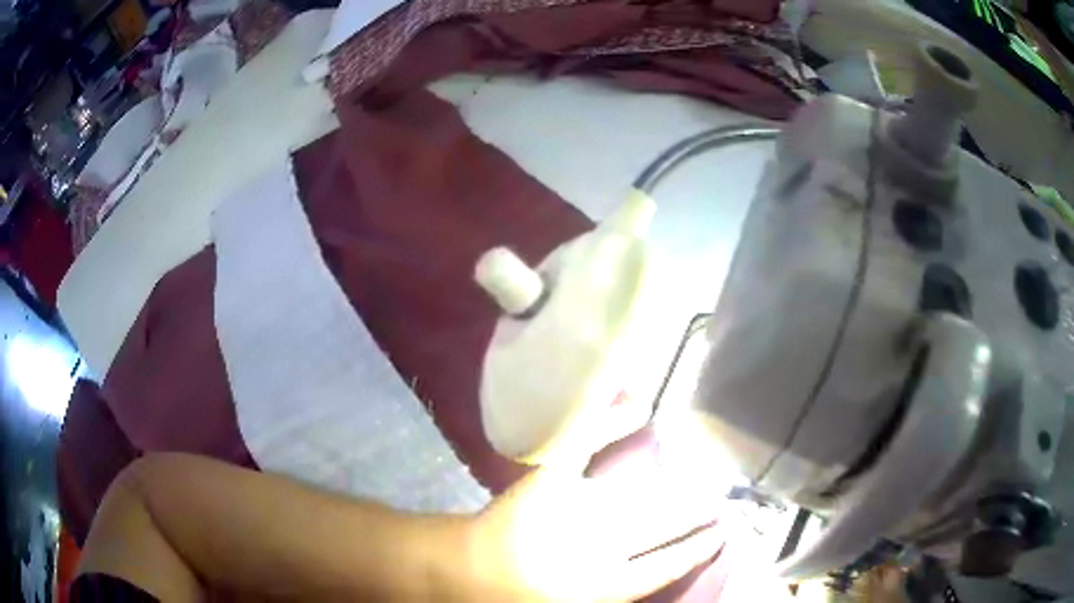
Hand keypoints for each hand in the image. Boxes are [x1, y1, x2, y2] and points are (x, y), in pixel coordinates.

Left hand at [468, 406, 725, 601]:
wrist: (462, 573)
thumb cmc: (511, 600)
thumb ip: (614, 589)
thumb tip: (641, 577)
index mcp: (610, 584)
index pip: (669, 564)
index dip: (699, 548)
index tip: (723, 532)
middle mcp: (607, 544)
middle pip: (665, 525)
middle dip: (697, 514)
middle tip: (723, 502)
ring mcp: (582, 508)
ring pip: (642, 496)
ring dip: (675, 490)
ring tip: (703, 484)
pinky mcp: (554, 480)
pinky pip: (586, 445)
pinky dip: (610, 422)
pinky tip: (639, 407)